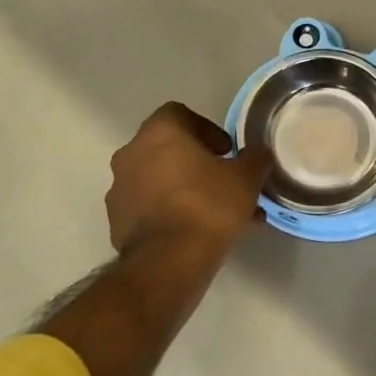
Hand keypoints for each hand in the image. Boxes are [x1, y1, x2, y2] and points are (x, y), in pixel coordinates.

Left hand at [105, 103, 273, 260]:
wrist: (168, 262)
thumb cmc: (208, 206)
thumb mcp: (246, 179)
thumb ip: (254, 159)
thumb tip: (258, 154)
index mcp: (159, 133)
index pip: (179, 114)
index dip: (206, 128)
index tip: (225, 151)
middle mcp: (131, 154)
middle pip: (167, 148)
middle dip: (196, 162)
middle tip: (223, 181)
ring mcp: (120, 189)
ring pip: (158, 180)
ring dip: (184, 189)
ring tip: (215, 214)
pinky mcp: (117, 221)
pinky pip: (148, 207)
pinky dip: (169, 212)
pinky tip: (195, 232)